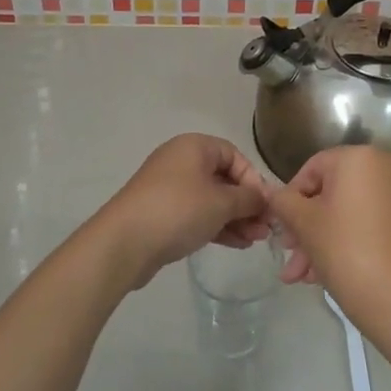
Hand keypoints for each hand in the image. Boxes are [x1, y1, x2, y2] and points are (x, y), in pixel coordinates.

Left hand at [96, 134, 270, 288]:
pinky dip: (217, 225)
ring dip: (236, 218)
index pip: (235, 156)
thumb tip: (265, 199)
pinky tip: (237, 244)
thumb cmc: (178, 210)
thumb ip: (249, 199)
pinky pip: (197, 214)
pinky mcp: (162, 213)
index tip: (265, 205)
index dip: (253, 179)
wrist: (124, 242)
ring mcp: (169, 188)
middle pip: (224, 178)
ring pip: (212, 199)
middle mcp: (181, 161)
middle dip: (247, 203)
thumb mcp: (222, 203)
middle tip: (266, 228)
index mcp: (194, 146)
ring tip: (255, 240)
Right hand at [268, 146, 390, 341]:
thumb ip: (282, 201)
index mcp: (360, 158)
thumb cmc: (344, 249)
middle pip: (327, 194)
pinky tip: (317, 276)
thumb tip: (272, 194)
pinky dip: (339, 244)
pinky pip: (360, 226)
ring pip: (342, 214)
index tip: (280, 227)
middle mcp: (382, 169)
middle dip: (302, 227)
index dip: (289, 198)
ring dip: (315, 242)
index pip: (311, 169)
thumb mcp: (303, 222)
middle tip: (287, 255)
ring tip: (297, 277)